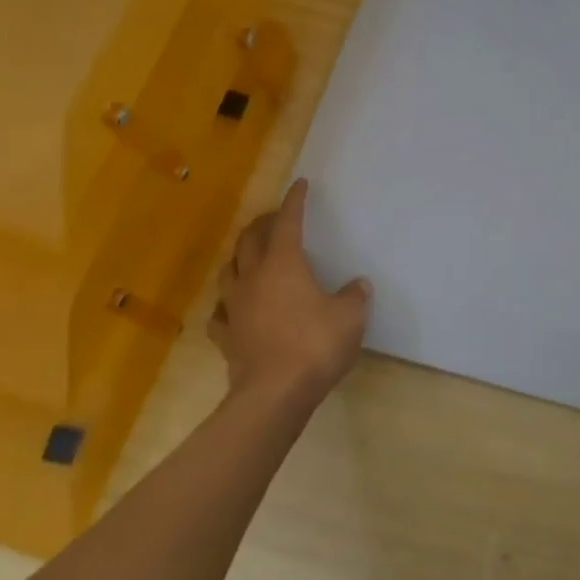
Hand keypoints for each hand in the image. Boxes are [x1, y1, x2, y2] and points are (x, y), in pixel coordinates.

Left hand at [211, 179, 369, 405]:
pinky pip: (221, 313)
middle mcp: (254, 278)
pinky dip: (227, 304)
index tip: (299, 185)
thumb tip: (358, 285)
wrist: (274, 394)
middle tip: (273, 219)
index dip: (294, 202)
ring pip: (229, 271)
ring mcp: (235, 308)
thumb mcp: (350, 317)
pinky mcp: (226, 337)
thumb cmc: (315, 345)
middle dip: (262, 224)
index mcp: (283, 264)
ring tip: (249, 256)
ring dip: (239, 258)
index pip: (287, 222)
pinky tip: (233, 308)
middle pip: (250, 240)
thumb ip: (354, 296)